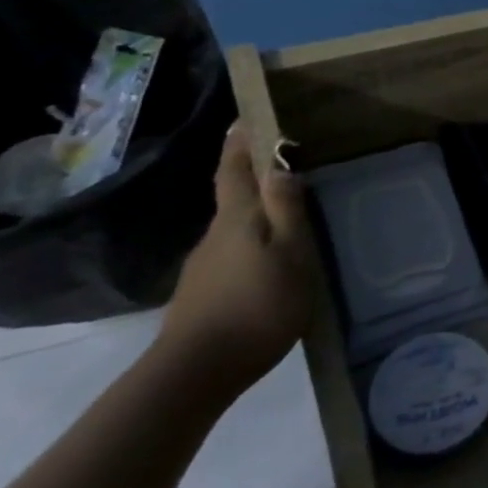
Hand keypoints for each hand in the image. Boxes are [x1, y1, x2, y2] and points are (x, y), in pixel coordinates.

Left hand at [160, 125, 316, 400]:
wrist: (197, 370)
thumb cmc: (257, 305)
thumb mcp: (290, 253)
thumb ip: (286, 209)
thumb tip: (281, 163)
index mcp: (238, 219)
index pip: (235, 169)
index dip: (240, 142)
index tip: (246, 117)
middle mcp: (216, 234)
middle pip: (234, 195)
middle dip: (252, 174)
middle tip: (284, 161)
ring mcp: (205, 264)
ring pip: (235, 226)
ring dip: (256, 212)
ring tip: (288, 212)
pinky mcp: (204, 291)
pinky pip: (234, 253)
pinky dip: (252, 243)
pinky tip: (271, 259)